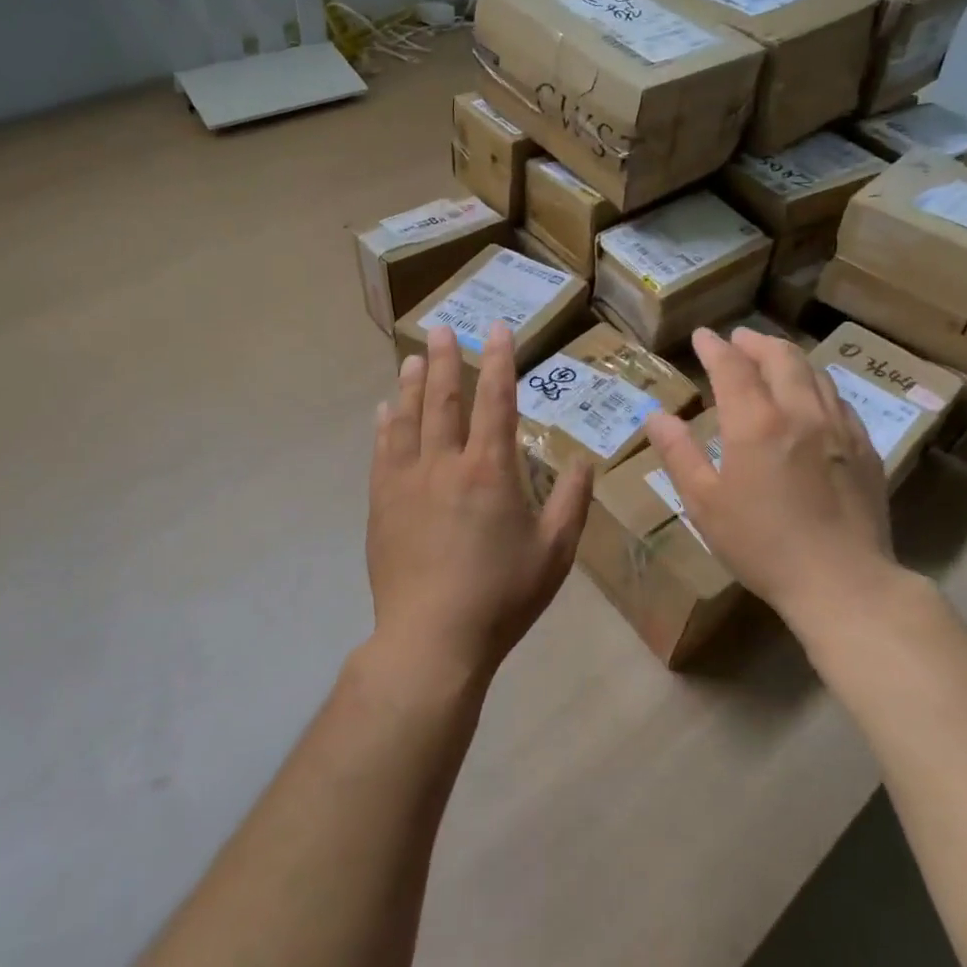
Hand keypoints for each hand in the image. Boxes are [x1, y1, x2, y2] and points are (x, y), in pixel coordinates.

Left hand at [366, 324, 592, 684]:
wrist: (433, 638)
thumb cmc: (502, 595)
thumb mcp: (556, 552)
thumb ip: (572, 501)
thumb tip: (584, 459)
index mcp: (491, 470)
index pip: (496, 400)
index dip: (498, 361)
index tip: (496, 329)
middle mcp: (445, 463)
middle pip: (444, 399)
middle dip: (446, 360)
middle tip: (443, 328)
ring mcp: (407, 481)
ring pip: (408, 419)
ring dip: (412, 384)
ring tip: (414, 358)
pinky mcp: (382, 503)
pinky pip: (382, 451)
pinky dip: (385, 425)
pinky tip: (384, 410)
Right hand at [643, 327, 912, 638]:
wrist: (842, 582)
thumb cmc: (761, 545)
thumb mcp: (704, 504)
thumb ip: (679, 454)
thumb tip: (656, 416)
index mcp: (756, 423)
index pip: (733, 367)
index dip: (715, 348)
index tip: (703, 336)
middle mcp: (800, 412)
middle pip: (781, 358)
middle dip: (756, 342)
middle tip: (739, 338)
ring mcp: (839, 428)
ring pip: (815, 373)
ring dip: (789, 357)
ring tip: (773, 356)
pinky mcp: (865, 448)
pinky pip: (839, 399)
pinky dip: (818, 384)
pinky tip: (813, 396)